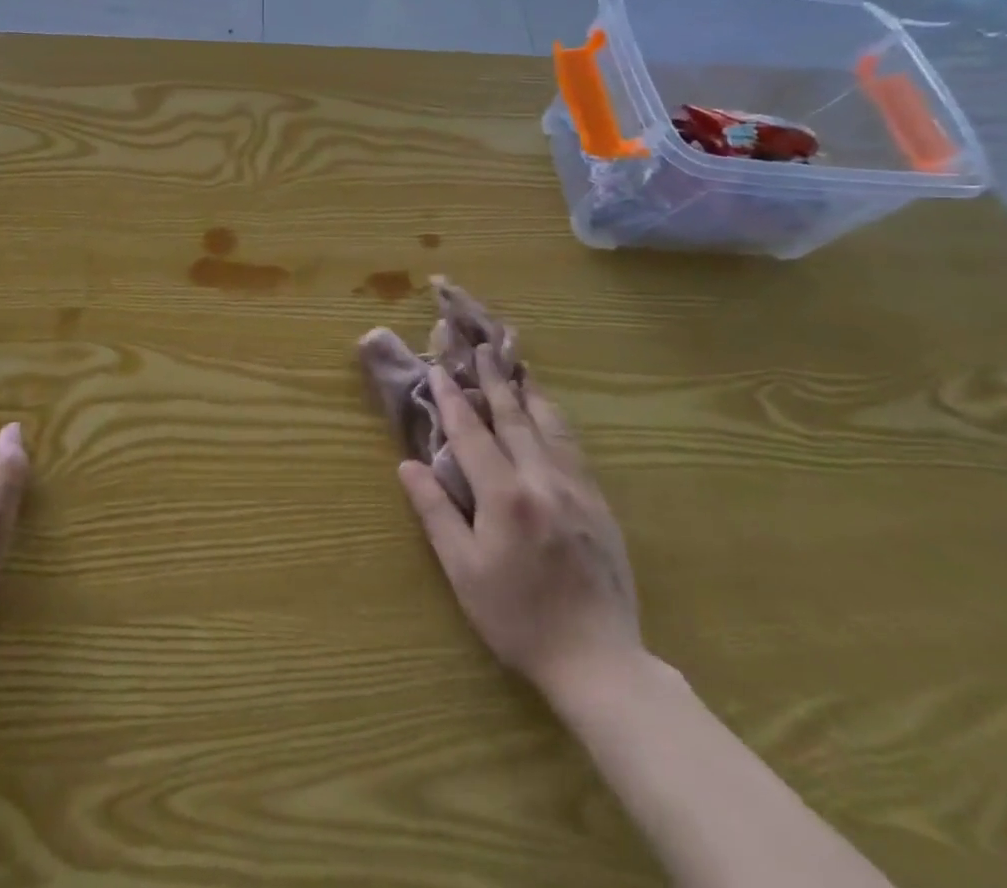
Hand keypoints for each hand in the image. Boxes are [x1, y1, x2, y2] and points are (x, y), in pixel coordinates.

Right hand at [398, 345, 642, 697]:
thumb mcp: (464, 571)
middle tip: (479, 347)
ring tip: (515, 363)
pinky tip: (549, 411)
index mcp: (505, 496)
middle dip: (492, 379)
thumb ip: (436, 512)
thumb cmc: (518, 618)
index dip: (452, 399)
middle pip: (513, 417)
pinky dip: (555, 419)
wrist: (598, 660)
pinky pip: (573, 446)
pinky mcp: (599, 503)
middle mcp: (542, 479)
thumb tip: (407, 465)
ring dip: (527, 391)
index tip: (438, 368)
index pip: (472, 433)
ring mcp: (576, 489)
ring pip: (549, 425)